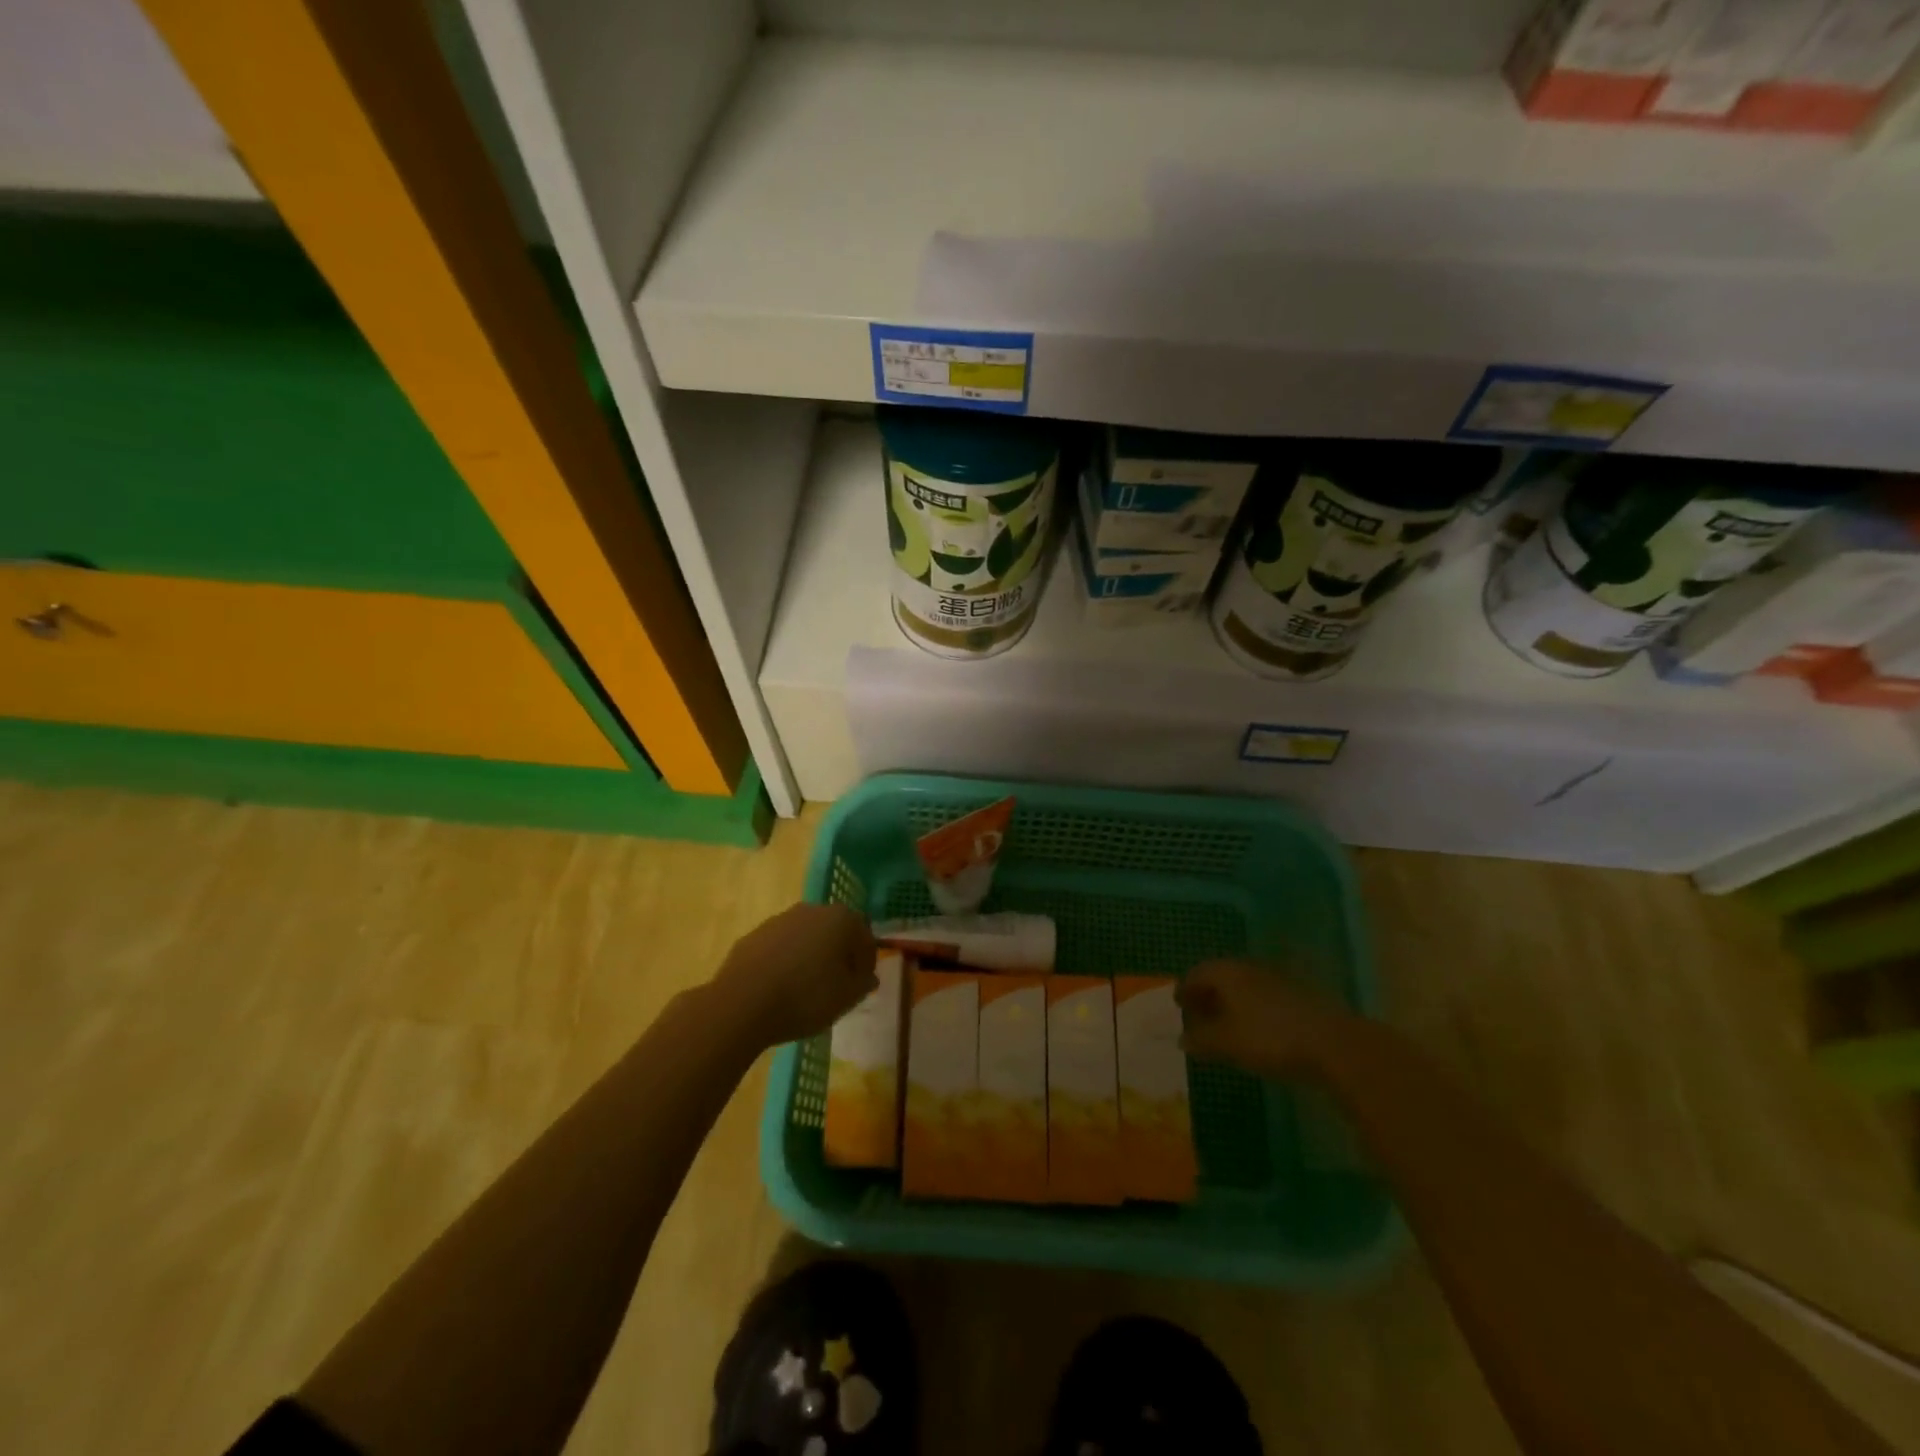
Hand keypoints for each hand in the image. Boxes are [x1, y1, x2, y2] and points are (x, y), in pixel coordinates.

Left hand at [712, 903, 877, 1048]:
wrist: (741, 1003)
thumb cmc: (805, 997)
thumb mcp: (846, 998)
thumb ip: (863, 984)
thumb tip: (868, 977)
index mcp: (840, 919)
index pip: (864, 937)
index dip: (866, 962)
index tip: (861, 984)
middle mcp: (811, 910)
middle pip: (834, 931)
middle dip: (839, 954)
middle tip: (837, 985)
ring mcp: (779, 920)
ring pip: (806, 937)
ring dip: (811, 956)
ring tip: (807, 989)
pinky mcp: (754, 935)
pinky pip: (781, 947)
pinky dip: (786, 961)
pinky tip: (781, 987)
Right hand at [1178, 958, 1350, 1079]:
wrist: (1334, 1044)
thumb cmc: (1269, 1038)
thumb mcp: (1227, 1043)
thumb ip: (1201, 1039)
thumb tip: (1181, 1039)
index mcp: (1228, 973)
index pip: (1197, 973)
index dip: (1185, 989)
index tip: (1178, 1005)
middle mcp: (1249, 969)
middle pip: (1221, 976)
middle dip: (1207, 994)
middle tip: (1197, 1014)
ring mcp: (1276, 980)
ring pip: (1244, 986)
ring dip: (1230, 1002)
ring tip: (1224, 1025)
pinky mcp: (1298, 996)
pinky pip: (1262, 997)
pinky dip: (1251, 1009)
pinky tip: (1254, 1030)